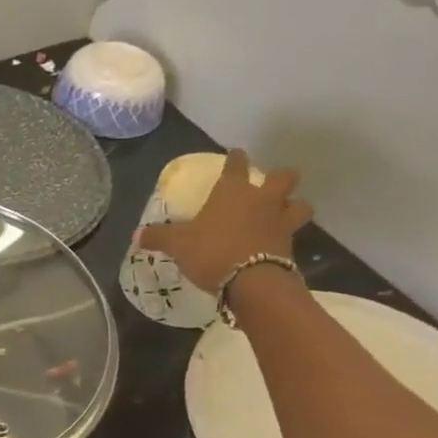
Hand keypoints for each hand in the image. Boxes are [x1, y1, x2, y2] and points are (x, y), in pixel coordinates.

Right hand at [138, 148, 312, 294]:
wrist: (251, 282)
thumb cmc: (212, 251)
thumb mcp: (178, 244)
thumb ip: (159, 237)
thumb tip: (137, 235)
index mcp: (233, 190)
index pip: (237, 164)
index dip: (235, 158)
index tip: (235, 155)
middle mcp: (262, 199)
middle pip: (284, 177)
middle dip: (279, 178)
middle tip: (269, 186)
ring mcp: (281, 221)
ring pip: (300, 205)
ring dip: (293, 206)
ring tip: (283, 214)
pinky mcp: (290, 246)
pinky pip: (293, 235)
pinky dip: (286, 237)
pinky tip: (276, 244)